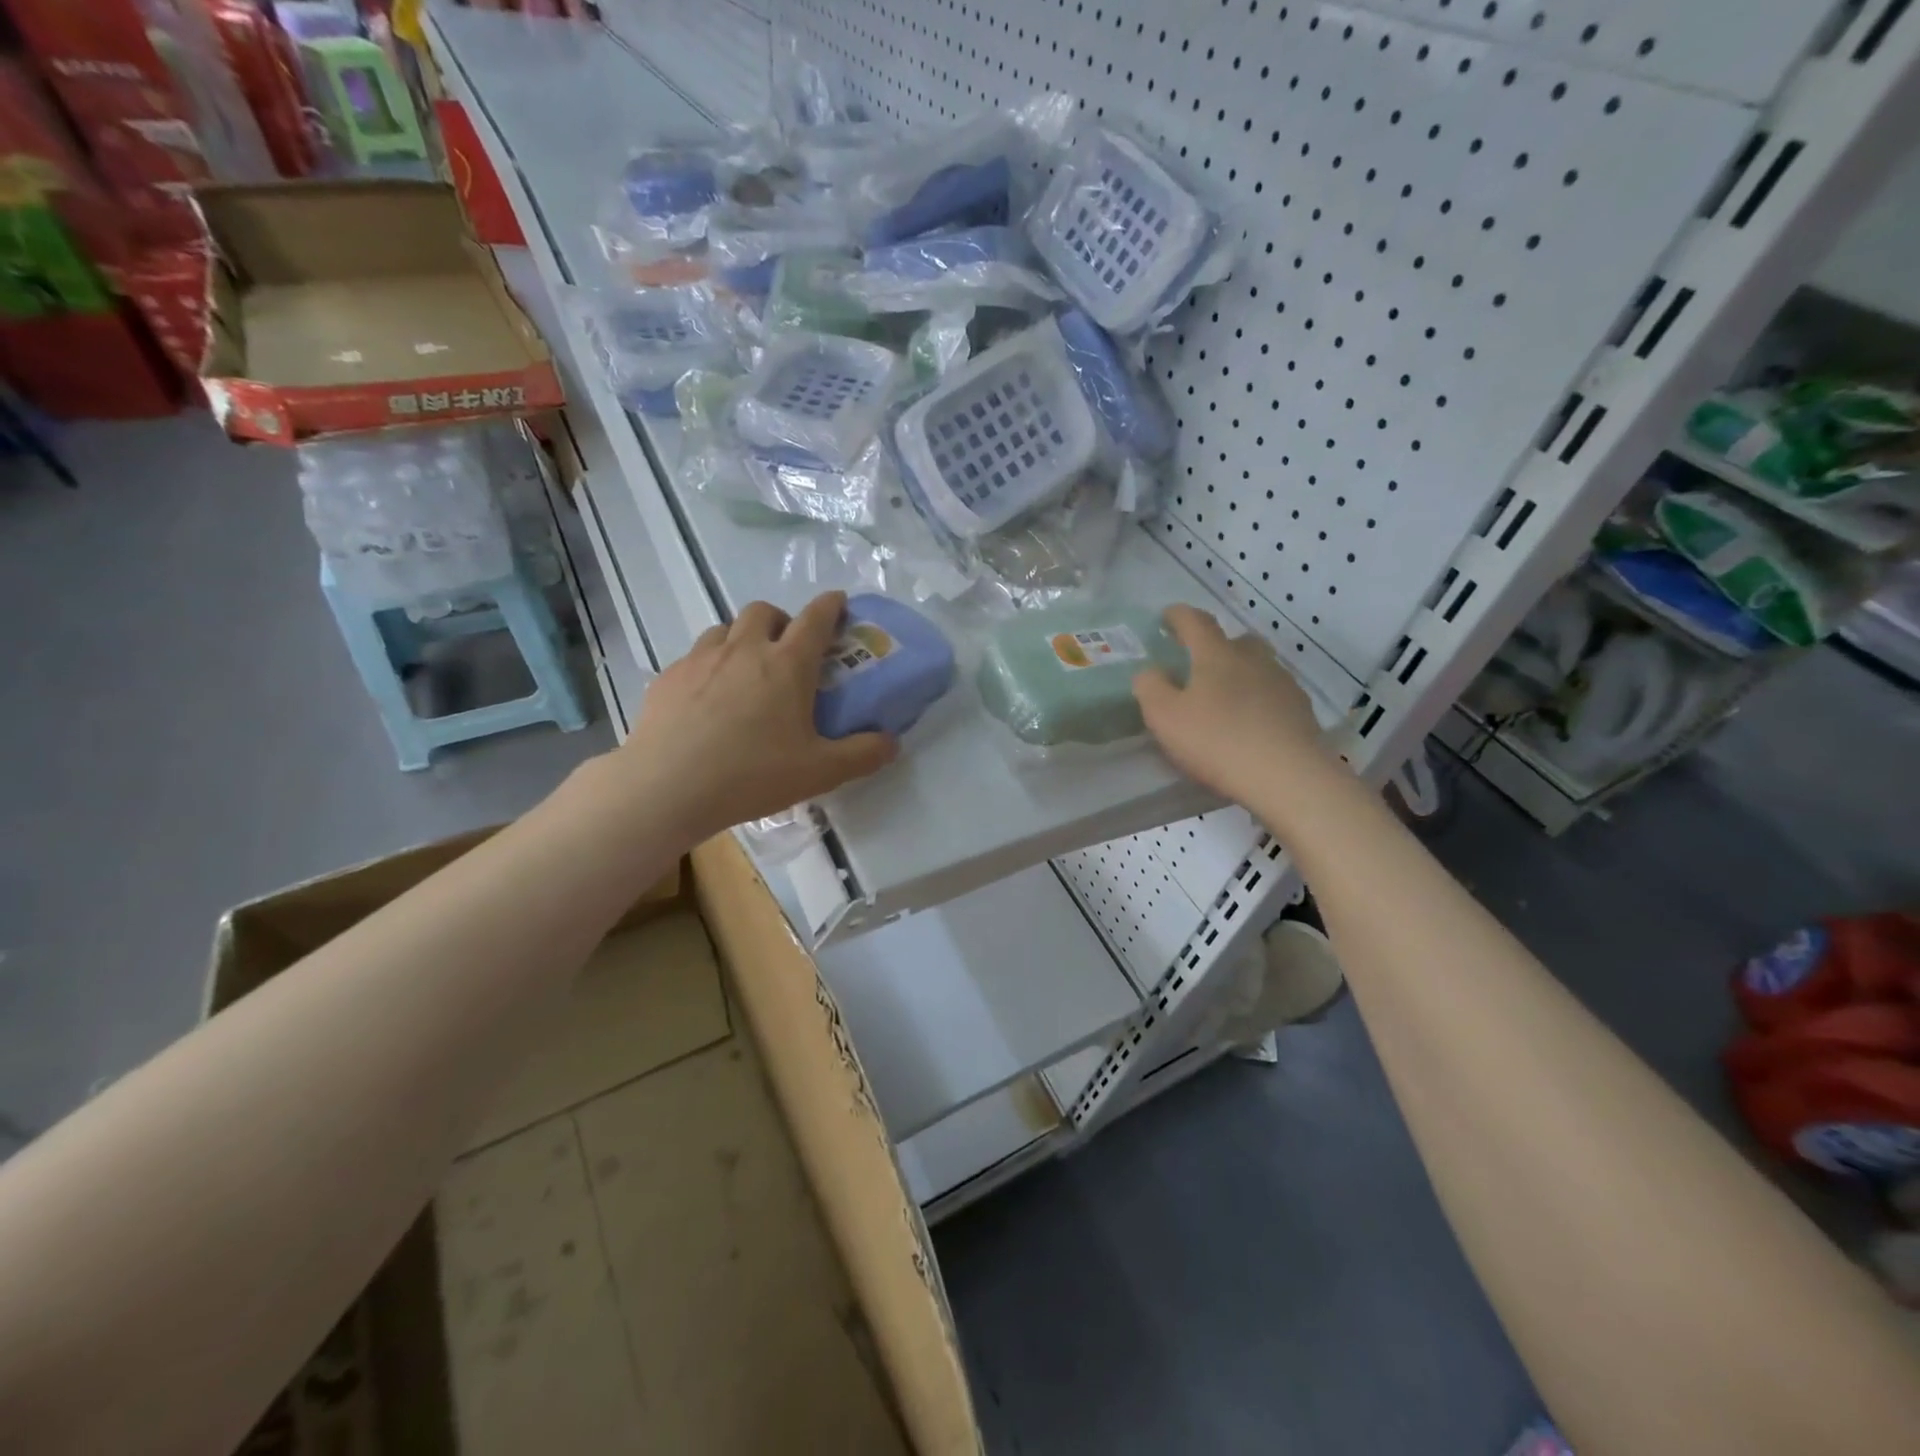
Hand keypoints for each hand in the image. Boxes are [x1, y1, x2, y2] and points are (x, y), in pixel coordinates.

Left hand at [616, 592, 896, 841]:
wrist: (666, 788)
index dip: (831, 605)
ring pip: (725, 628)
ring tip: (745, 671)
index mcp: (786, 665)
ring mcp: (701, 659)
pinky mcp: (669, 676)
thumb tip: (891, 742)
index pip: (816, 618)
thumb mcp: (820, 772)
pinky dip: (710, 664)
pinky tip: (708, 699)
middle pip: (764, 611)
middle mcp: (744, 649)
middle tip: (787, 650)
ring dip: (742, 638)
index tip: (838, 602)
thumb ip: (863, 754)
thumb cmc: (751, 775)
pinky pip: (695, 656)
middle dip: (781, 620)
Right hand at [1132, 605, 1345, 812]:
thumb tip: (1151, 671)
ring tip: (1224, 698)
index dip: (1178, 616)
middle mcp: (1253, 659)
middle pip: (1235, 640)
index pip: (1195, 621)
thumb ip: (1150, 687)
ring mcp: (1282, 683)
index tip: (1166, 617)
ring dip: (1239, 674)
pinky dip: (1258, 700)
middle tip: (1198, 665)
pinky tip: (1250, 723)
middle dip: (1215, 646)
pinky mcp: (1301, 710)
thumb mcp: (1165, 717)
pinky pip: (1273, 694)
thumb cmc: (1218, 741)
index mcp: (1217, 654)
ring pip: (1257, 667)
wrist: (1288, 777)